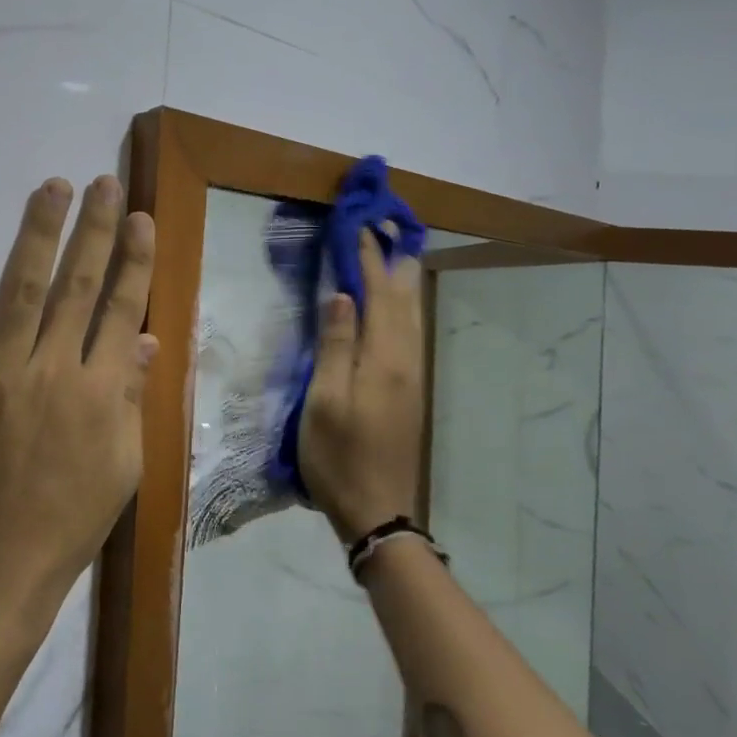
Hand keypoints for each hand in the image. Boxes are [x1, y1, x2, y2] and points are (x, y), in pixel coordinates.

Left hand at [0, 175, 157, 604]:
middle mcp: (56, 370)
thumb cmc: (64, 525)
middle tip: (102, 183)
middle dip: (94, 231)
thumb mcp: (121, 469)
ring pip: (26, 289)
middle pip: (78, 286)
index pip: (121, 309)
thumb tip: (144, 339)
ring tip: (53, 187)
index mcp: (102, 392)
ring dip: (42, 233)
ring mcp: (1, 372)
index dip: (132, 261)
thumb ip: (131, 399)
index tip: (139, 219)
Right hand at [298, 229, 425, 543]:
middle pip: (405, 299)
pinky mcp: (410, 390)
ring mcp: (412, 376)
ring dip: (401, 280)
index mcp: (385, 359)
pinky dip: (403, 306)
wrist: (377, 510)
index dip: (369, 260)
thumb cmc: (338, 456)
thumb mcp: (324, 401)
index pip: (379, 295)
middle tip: (383, 228)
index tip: (360, 226)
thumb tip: (344, 295)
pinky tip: (395, 304)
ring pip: (412, 315)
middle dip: (393, 260)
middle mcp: (407, 360)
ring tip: (392, 252)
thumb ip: (336, 345)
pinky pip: (410, 332)